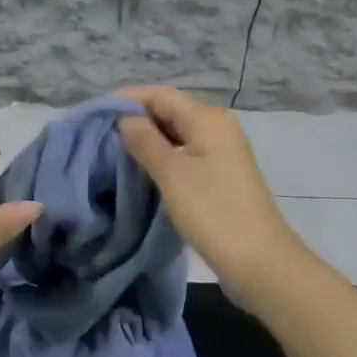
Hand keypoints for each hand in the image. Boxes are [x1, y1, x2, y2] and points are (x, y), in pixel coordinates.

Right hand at [117, 87, 308, 301]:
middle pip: (170, 111)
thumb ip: (145, 141)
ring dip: (148, 139)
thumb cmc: (213, 212)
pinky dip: (163, 156)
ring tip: (115, 151)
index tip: (97, 113)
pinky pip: (185, 154)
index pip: (161, 95)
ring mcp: (222, 152)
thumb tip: (125, 119)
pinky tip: (142, 170)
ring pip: (177, 134)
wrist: (260, 262)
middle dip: (136, 119)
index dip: (128, 99)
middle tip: (101, 134)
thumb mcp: (171, 174)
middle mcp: (217, 128)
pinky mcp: (221, 175)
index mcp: (207, 119)